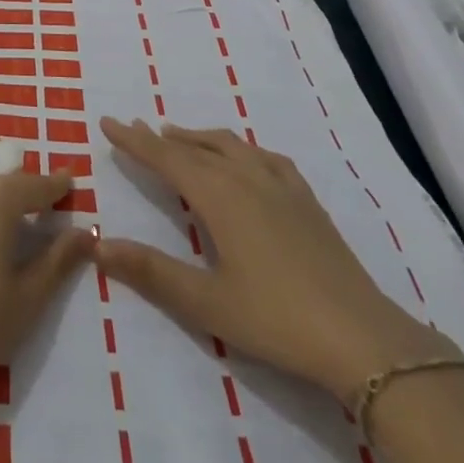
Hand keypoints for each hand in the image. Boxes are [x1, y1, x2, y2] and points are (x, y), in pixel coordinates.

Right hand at [97, 117, 441, 399]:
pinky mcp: (307, 202)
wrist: (364, 340)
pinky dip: (240, 149)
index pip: (166, 157)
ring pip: (230, 146)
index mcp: (219, 196)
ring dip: (198, 138)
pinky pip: (265, 158)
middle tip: (135, 128)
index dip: (134, 141)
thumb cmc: (277, 320)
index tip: (108, 122)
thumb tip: (98, 245)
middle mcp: (246, 178)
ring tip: (178, 135)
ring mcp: (281, 186)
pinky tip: (245, 158)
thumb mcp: (206, 303)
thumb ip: (151, 271)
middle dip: (161, 138)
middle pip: (195, 147)